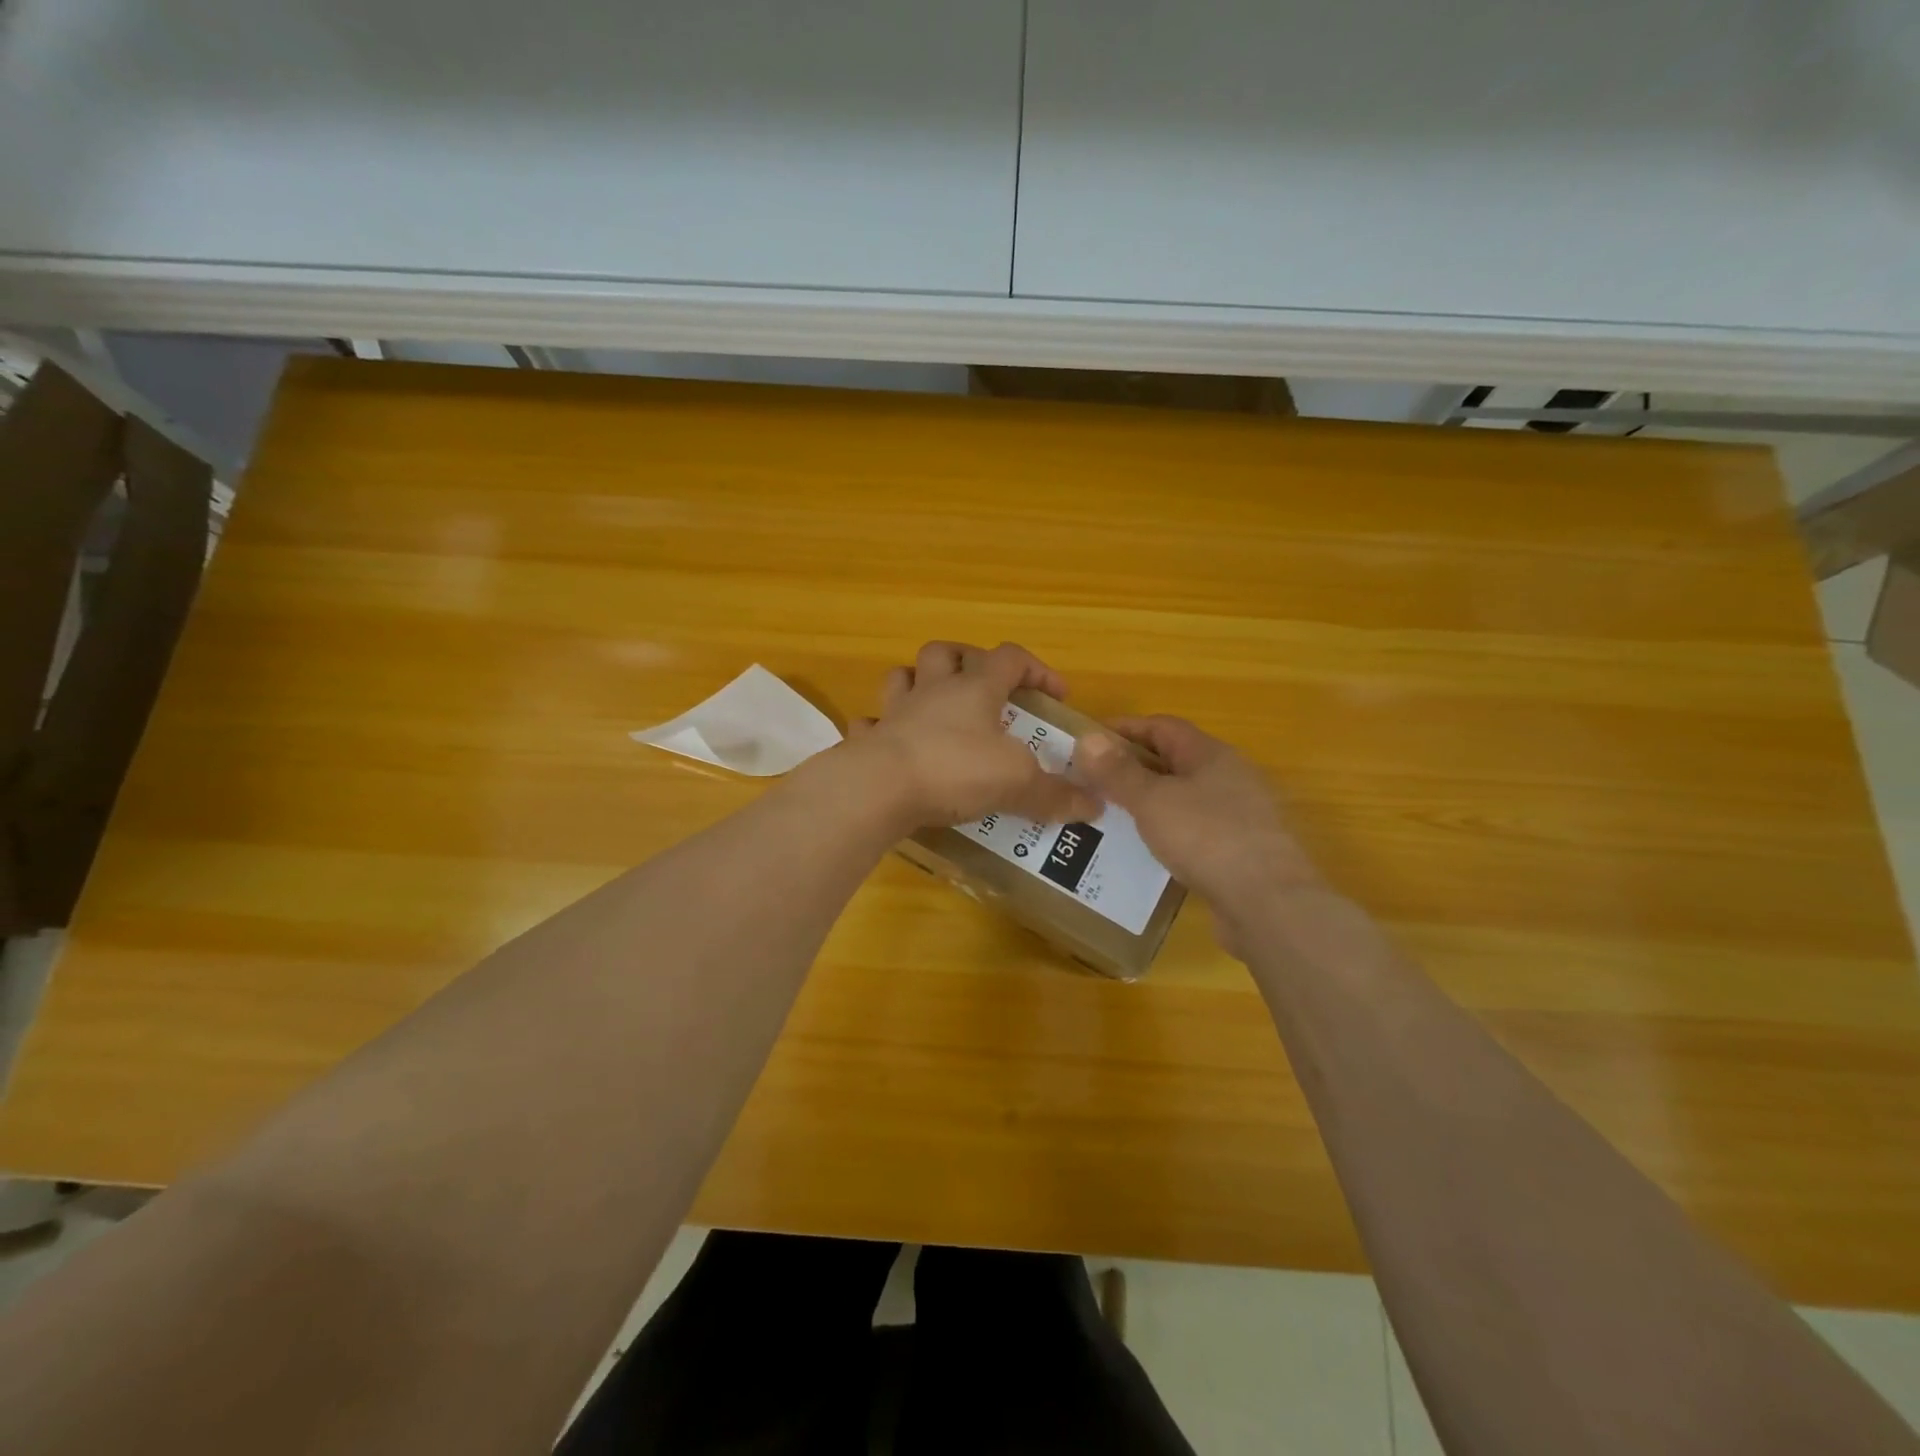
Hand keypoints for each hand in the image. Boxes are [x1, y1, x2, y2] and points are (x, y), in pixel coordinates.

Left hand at [847, 642, 1101, 829]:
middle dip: (967, 660)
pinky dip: (880, 730)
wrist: (879, 788)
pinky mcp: (867, 742)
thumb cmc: (955, 770)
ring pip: (902, 676)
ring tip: (934, 705)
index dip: (1037, 669)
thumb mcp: (1017, 783)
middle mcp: (933, 691)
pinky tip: (891, 744)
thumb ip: (1055, 794)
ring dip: (918, 683)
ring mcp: (895, 713)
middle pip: (946, 652)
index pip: (1010, 657)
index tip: (1056, 694)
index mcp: (974, 689)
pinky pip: (870, 724)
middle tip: (983, 687)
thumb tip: (1093, 805)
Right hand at [1075, 716, 1322, 913]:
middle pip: (1174, 761)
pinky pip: (1194, 831)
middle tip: (1091, 782)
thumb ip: (1118, 772)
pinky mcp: (1240, 851)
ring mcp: (1239, 815)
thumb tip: (1087, 738)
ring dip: (1148, 802)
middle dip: (1132, 768)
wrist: (1269, 904)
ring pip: (1183, 798)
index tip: (1088, 742)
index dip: (1124, 729)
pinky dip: (1166, 833)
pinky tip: (1144, 851)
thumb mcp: (1153, 801)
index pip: (1162, 727)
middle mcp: (1230, 777)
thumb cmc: (1208, 838)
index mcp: (1211, 755)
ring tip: (1109, 816)